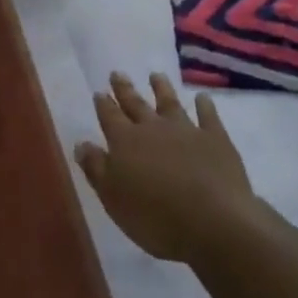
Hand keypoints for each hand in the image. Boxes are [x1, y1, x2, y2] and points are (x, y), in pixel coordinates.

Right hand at [75, 72, 257, 264]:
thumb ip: (95, 168)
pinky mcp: (215, 139)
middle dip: (125, 89)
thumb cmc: (155, 217)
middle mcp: (153, 128)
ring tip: (156, 76)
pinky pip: (208, 116)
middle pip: (136, 104)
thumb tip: (81, 143)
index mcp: (125, 142)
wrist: (213, 223)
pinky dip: (204, 106)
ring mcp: (186, 130)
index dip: (103, 105)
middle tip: (117, 73)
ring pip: (170, 103)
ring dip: (162, 89)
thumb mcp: (112, 198)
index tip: (99, 92)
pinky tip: (202, 97)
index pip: (110, 117)